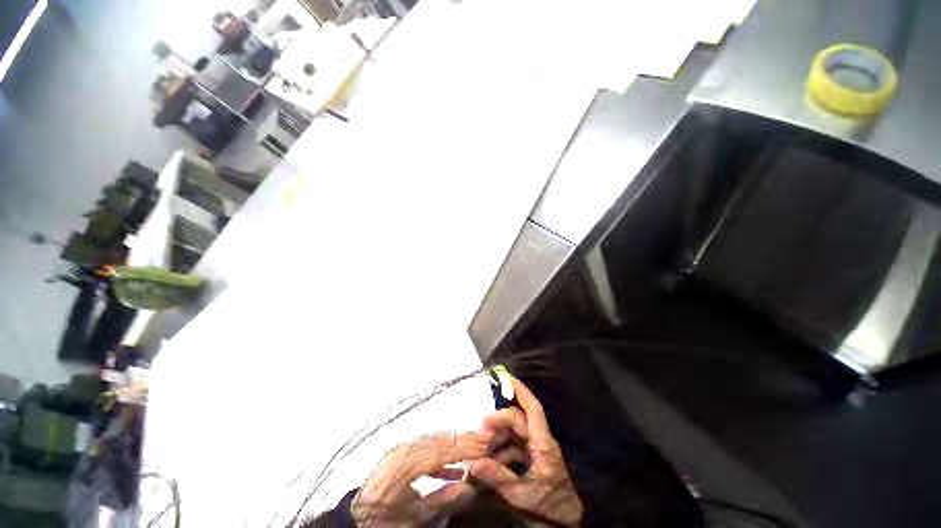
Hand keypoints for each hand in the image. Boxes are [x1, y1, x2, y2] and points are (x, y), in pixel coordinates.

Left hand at [352, 430, 491, 526]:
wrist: (357, 519)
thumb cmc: (384, 520)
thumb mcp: (414, 518)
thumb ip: (442, 501)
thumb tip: (469, 486)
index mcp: (405, 464)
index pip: (442, 451)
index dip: (465, 448)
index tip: (486, 445)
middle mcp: (404, 449)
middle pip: (440, 440)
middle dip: (464, 439)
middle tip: (487, 437)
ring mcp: (401, 448)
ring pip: (435, 440)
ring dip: (457, 442)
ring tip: (477, 443)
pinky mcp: (401, 452)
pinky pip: (427, 448)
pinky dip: (444, 453)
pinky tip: (456, 464)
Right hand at [470, 375, 582, 526]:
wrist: (565, 522)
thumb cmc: (549, 507)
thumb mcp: (522, 495)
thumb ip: (498, 478)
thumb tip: (474, 463)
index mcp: (543, 444)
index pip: (533, 409)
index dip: (521, 391)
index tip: (506, 377)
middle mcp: (539, 441)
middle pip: (518, 420)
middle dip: (498, 421)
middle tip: (481, 432)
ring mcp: (535, 449)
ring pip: (514, 432)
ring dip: (498, 437)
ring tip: (483, 447)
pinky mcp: (532, 457)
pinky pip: (514, 446)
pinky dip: (501, 449)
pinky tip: (490, 460)